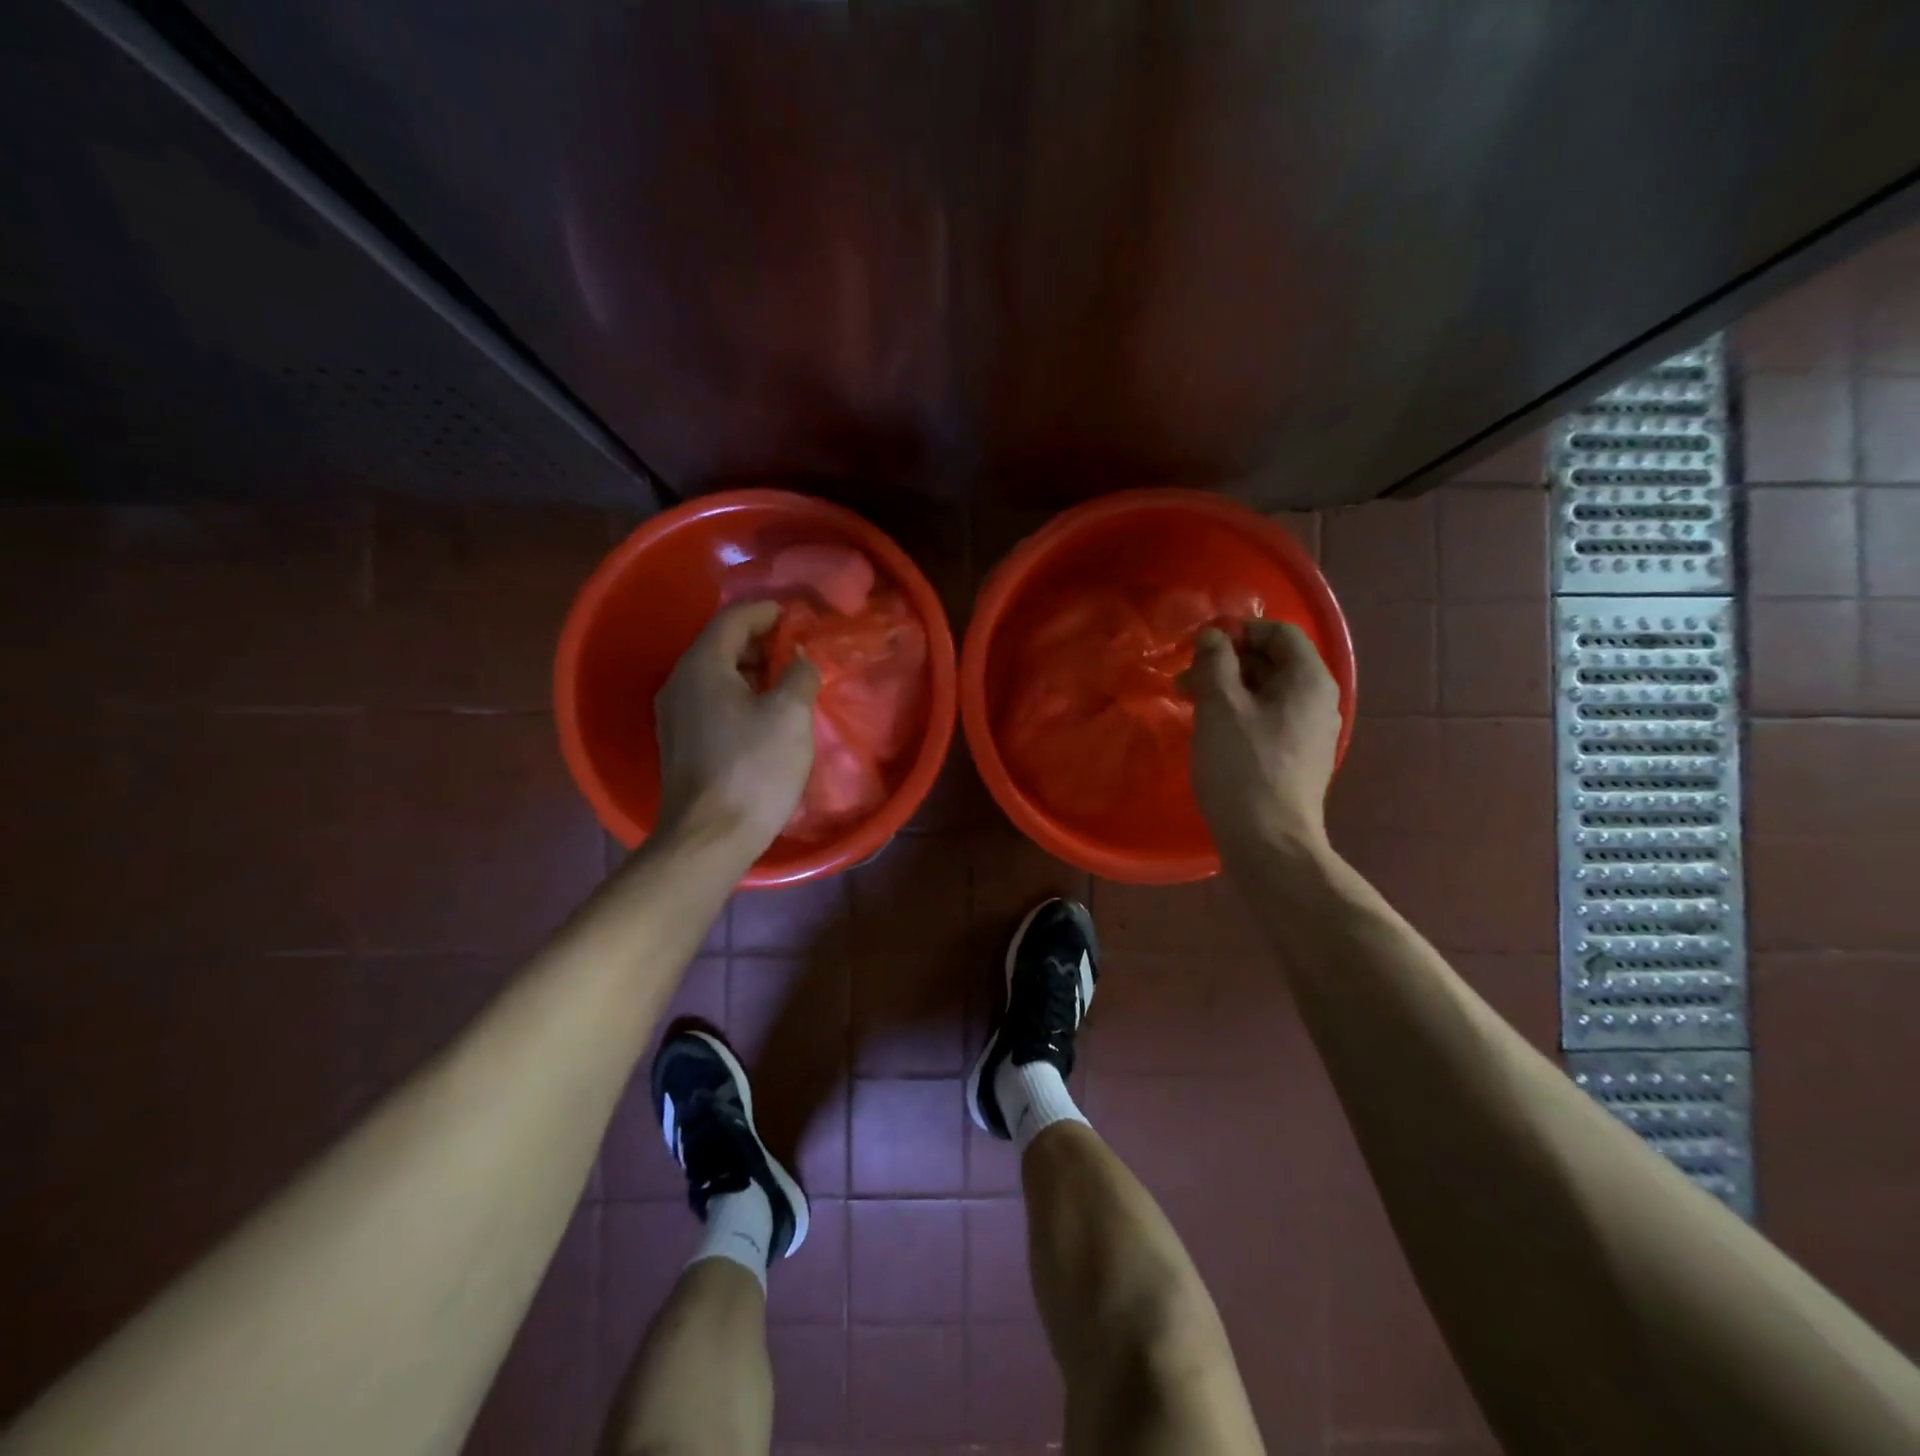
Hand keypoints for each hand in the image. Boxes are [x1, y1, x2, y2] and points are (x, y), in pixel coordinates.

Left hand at [654, 601, 819, 856]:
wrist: (708, 838)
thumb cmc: (753, 769)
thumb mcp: (790, 715)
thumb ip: (799, 675)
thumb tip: (799, 658)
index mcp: (703, 666)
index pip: (733, 619)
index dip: (766, 612)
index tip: (796, 615)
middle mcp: (679, 682)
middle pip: (720, 645)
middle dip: (760, 642)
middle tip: (797, 649)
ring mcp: (674, 715)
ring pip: (715, 675)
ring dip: (750, 670)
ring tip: (786, 681)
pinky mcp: (679, 743)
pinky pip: (710, 701)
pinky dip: (738, 695)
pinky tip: (763, 714)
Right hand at [1182, 619, 1340, 855]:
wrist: (1269, 842)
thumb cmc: (1244, 767)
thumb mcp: (1221, 706)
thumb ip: (1215, 662)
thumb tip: (1213, 637)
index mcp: (1309, 680)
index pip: (1279, 633)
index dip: (1239, 632)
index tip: (1200, 648)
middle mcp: (1318, 701)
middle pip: (1274, 662)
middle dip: (1227, 663)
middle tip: (1185, 680)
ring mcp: (1311, 733)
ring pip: (1267, 694)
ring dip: (1229, 690)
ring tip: (1191, 705)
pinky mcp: (1297, 759)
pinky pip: (1269, 721)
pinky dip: (1239, 716)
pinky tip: (1211, 733)